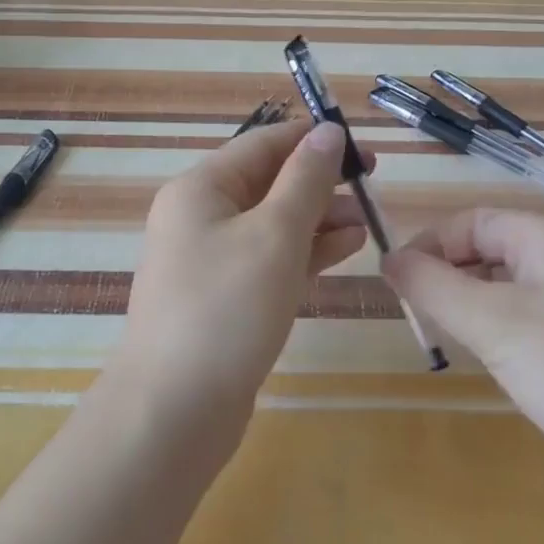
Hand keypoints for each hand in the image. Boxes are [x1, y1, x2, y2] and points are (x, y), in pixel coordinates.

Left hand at [111, 120, 367, 437]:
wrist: (173, 411)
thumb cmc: (227, 308)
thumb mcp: (275, 234)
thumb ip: (306, 180)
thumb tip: (328, 132)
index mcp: (200, 189)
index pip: (262, 144)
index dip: (312, 139)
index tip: (361, 145)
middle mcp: (199, 217)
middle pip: (267, 182)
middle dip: (319, 181)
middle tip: (370, 183)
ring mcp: (209, 260)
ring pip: (271, 223)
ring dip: (318, 218)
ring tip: (365, 220)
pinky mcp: (223, 298)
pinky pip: (268, 259)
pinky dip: (304, 252)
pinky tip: (344, 249)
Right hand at [383, 209, 543, 505]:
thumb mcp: (492, 323)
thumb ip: (433, 286)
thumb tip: (388, 258)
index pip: (470, 222)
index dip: (428, 246)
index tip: (395, 286)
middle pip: (489, 250)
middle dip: (447, 277)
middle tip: (419, 319)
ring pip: (508, 288)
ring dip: (472, 307)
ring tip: (451, 342)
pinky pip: (531, 319)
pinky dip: (502, 332)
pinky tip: (498, 364)